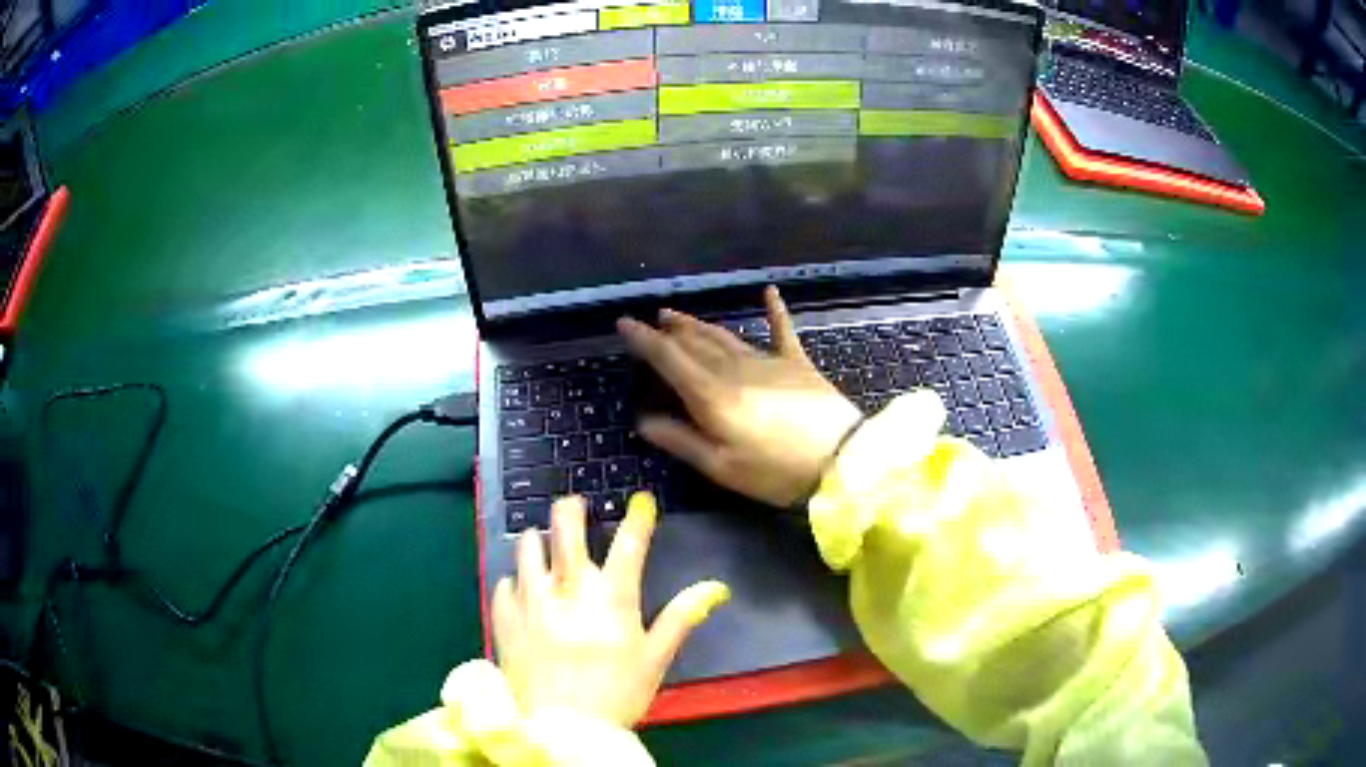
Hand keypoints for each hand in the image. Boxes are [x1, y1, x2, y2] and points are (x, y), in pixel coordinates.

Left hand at [492, 492, 728, 727]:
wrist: (561, 728)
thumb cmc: (616, 695)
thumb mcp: (655, 659)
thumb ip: (681, 618)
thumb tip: (716, 587)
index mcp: (611, 599)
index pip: (628, 545)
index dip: (638, 518)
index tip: (642, 501)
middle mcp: (567, 591)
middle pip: (565, 530)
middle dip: (570, 509)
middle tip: (573, 505)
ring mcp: (531, 602)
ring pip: (527, 549)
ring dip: (537, 540)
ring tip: (542, 543)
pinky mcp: (505, 619)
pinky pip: (504, 585)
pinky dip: (514, 581)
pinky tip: (520, 590)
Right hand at [618, 286, 862, 507]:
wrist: (841, 459)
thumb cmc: (776, 471)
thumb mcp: (722, 466)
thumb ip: (681, 440)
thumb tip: (643, 420)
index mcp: (712, 395)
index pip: (669, 359)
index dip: (644, 340)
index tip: (624, 324)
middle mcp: (735, 369)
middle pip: (695, 343)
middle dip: (669, 330)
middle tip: (652, 319)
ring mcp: (768, 361)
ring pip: (725, 336)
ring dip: (699, 325)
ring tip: (678, 315)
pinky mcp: (797, 363)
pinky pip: (781, 330)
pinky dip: (774, 310)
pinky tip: (769, 291)